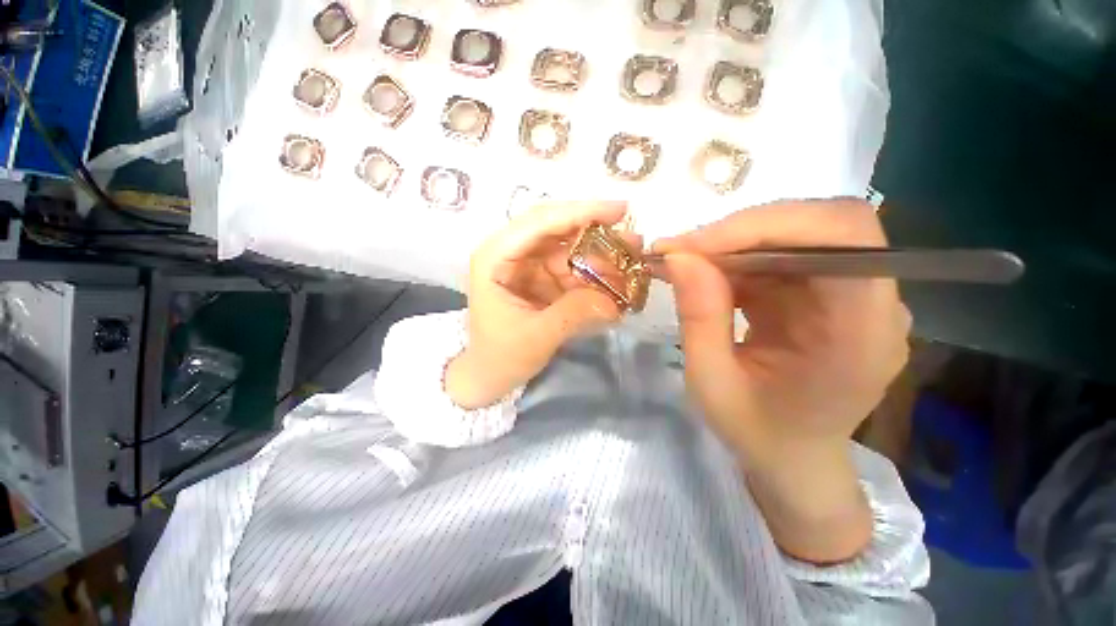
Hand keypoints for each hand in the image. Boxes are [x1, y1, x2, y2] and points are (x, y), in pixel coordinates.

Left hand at [446, 202, 633, 408]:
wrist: (489, 373)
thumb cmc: (501, 356)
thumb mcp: (535, 338)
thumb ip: (573, 316)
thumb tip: (613, 301)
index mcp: (495, 257)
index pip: (537, 223)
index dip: (579, 213)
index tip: (619, 211)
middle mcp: (511, 252)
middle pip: (556, 227)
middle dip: (595, 231)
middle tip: (632, 238)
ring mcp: (528, 264)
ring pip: (569, 247)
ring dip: (599, 253)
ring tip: (631, 262)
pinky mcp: (542, 277)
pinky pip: (572, 267)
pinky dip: (595, 273)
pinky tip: (616, 280)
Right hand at [654, 199, 910, 562]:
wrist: (794, 459)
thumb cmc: (758, 433)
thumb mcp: (712, 383)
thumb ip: (698, 318)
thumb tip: (679, 256)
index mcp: (862, 334)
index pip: (845, 236)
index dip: (770, 226)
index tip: (698, 247)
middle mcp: (873, 303)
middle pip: (822, 225)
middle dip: (743, 230)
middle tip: (682, 251)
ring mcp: (851, 295)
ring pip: (797, 234)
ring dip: (735, 243)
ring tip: (686, 263)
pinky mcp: (824, 293)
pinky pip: (781, 255)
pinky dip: (738, 258)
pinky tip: (707, 276)